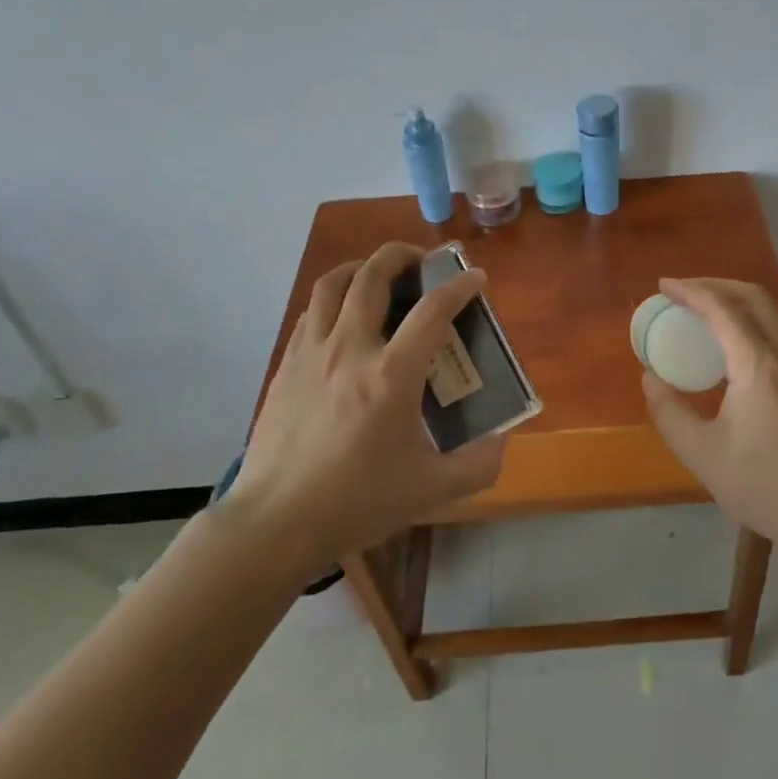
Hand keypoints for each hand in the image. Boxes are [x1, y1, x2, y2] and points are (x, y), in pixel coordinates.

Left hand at [226, 242, 505, 567]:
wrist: (275, 522)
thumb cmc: (356, 502)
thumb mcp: (431, 490)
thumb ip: (477, 465)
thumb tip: (502, 442)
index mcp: (391, 375)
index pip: (432, 310)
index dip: (460, 287)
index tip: (476, 278)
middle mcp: (350, 349)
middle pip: (373, 276)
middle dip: (402, 256)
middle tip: (422, 262)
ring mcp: (312, 353)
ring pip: (333, 284)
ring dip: (361, 268)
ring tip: (379, 275)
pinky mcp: (286, 366)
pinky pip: (312, 313)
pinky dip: (334, 300)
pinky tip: (344, 318)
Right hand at [641, 278, 777, 551]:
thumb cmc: (764, 486)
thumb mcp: (702, 454)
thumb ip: (669, 412)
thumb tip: (650, 379)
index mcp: (759, 366)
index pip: (722, 309)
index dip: (691, 291)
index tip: (664, 286)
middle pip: (754, 297)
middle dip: (715, 284)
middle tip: (683, 292)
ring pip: (772, 314)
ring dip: (737, 302)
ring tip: (705, 315)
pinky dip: (753, 325)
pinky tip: (736, 350)